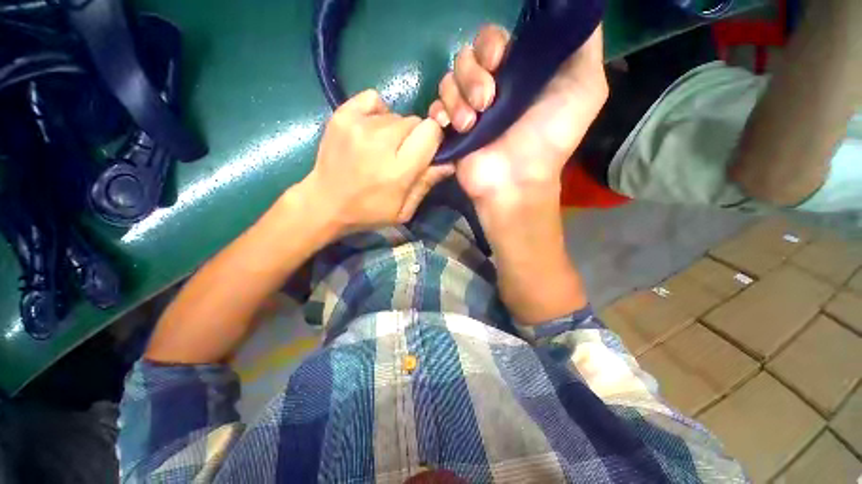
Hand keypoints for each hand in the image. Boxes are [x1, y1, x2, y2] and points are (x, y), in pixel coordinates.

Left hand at [305, 90, 452, 233]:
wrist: (325, 203)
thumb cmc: (368, 212)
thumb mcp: (403, 211)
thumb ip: (426, 184)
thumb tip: (449, 162)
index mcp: (398, 170)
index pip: (431, 132)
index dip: (432, 141)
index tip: (425, 153)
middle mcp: (380, 142)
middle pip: (415, 121)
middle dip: (414, 137)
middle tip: (400, 155)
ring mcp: (358, 124)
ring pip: (396, 114)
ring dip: (395, 130)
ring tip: (381, 148)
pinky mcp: (342, 115)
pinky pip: (373, 99)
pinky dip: (377, 112)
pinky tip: (371, 130)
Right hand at [429, 24, 607, 209]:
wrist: (517, 180)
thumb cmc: (551, 137)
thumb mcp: (585, 86)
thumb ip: (582, 45)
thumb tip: (570, 9)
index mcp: (516, 74)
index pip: (492, 41)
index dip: (490, 45)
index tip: (498, 61)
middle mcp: (490, 87)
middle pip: (466, 57)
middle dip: (473, 75)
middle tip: (487, 101)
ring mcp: (467, 109)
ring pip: (448, 80)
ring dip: (458, 99)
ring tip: (471, 124)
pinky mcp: (450, 130)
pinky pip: (435, 107)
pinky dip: (440, 113)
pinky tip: (453, 128)